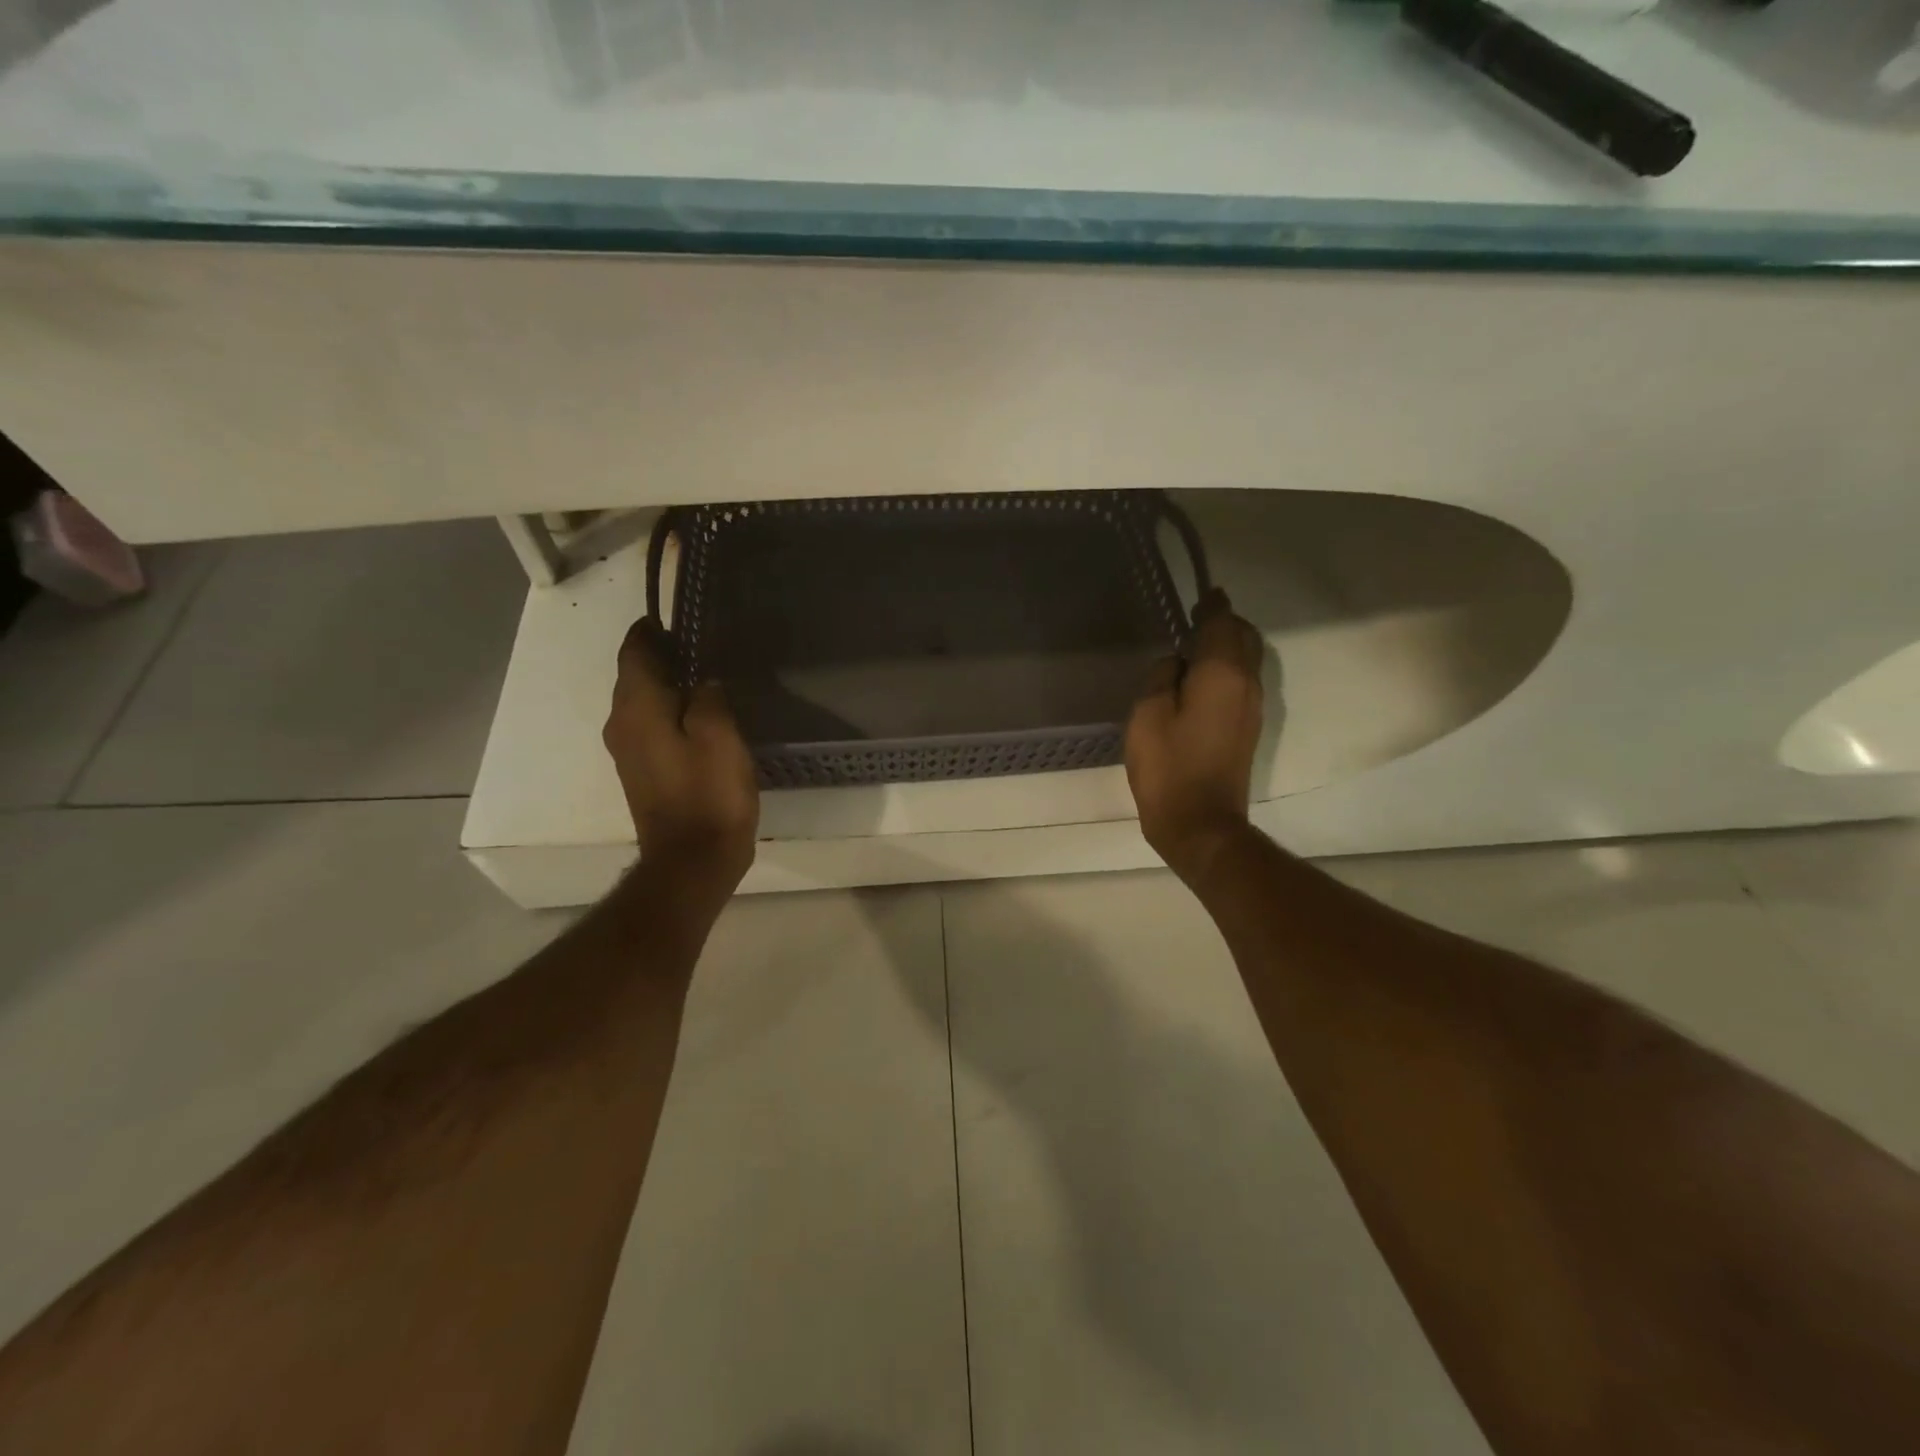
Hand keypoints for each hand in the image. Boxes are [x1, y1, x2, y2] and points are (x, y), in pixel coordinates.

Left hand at [604, 617, 758, 892]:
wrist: (692, 861)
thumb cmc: (708, 794)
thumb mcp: (720, 736)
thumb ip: (709, 697)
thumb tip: (703, 680)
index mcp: (636, 708)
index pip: (633, 651)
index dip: (652, 631)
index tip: (679, 618)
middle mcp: (621, 724)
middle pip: (634, 675)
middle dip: (663, 656)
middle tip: (703, 644)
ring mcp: (628, 751)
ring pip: (643, 702)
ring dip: (668, 685)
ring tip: (707, 676)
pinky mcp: (643, 772)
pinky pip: (651, 726)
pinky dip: (670, 712)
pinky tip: (701, 716)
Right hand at [1125, 588, 1264, 885]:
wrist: (1200, 823)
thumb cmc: (1168, 767)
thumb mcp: (1148, 714)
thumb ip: (1162, 677)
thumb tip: (1177, 664)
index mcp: (1222, 674)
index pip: (1223, 624)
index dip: (1212, 607)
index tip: (1203, 594)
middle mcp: (1246, 684)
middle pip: (1244, 638)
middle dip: (1223, 624)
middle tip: (1195, 620)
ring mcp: (1252, 708)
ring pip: (1246, 661)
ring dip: (1226, 647)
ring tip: (1194, 649)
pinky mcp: (1247, 728)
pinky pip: (1241, 683)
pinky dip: (1225, 670)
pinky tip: (1199, 681)